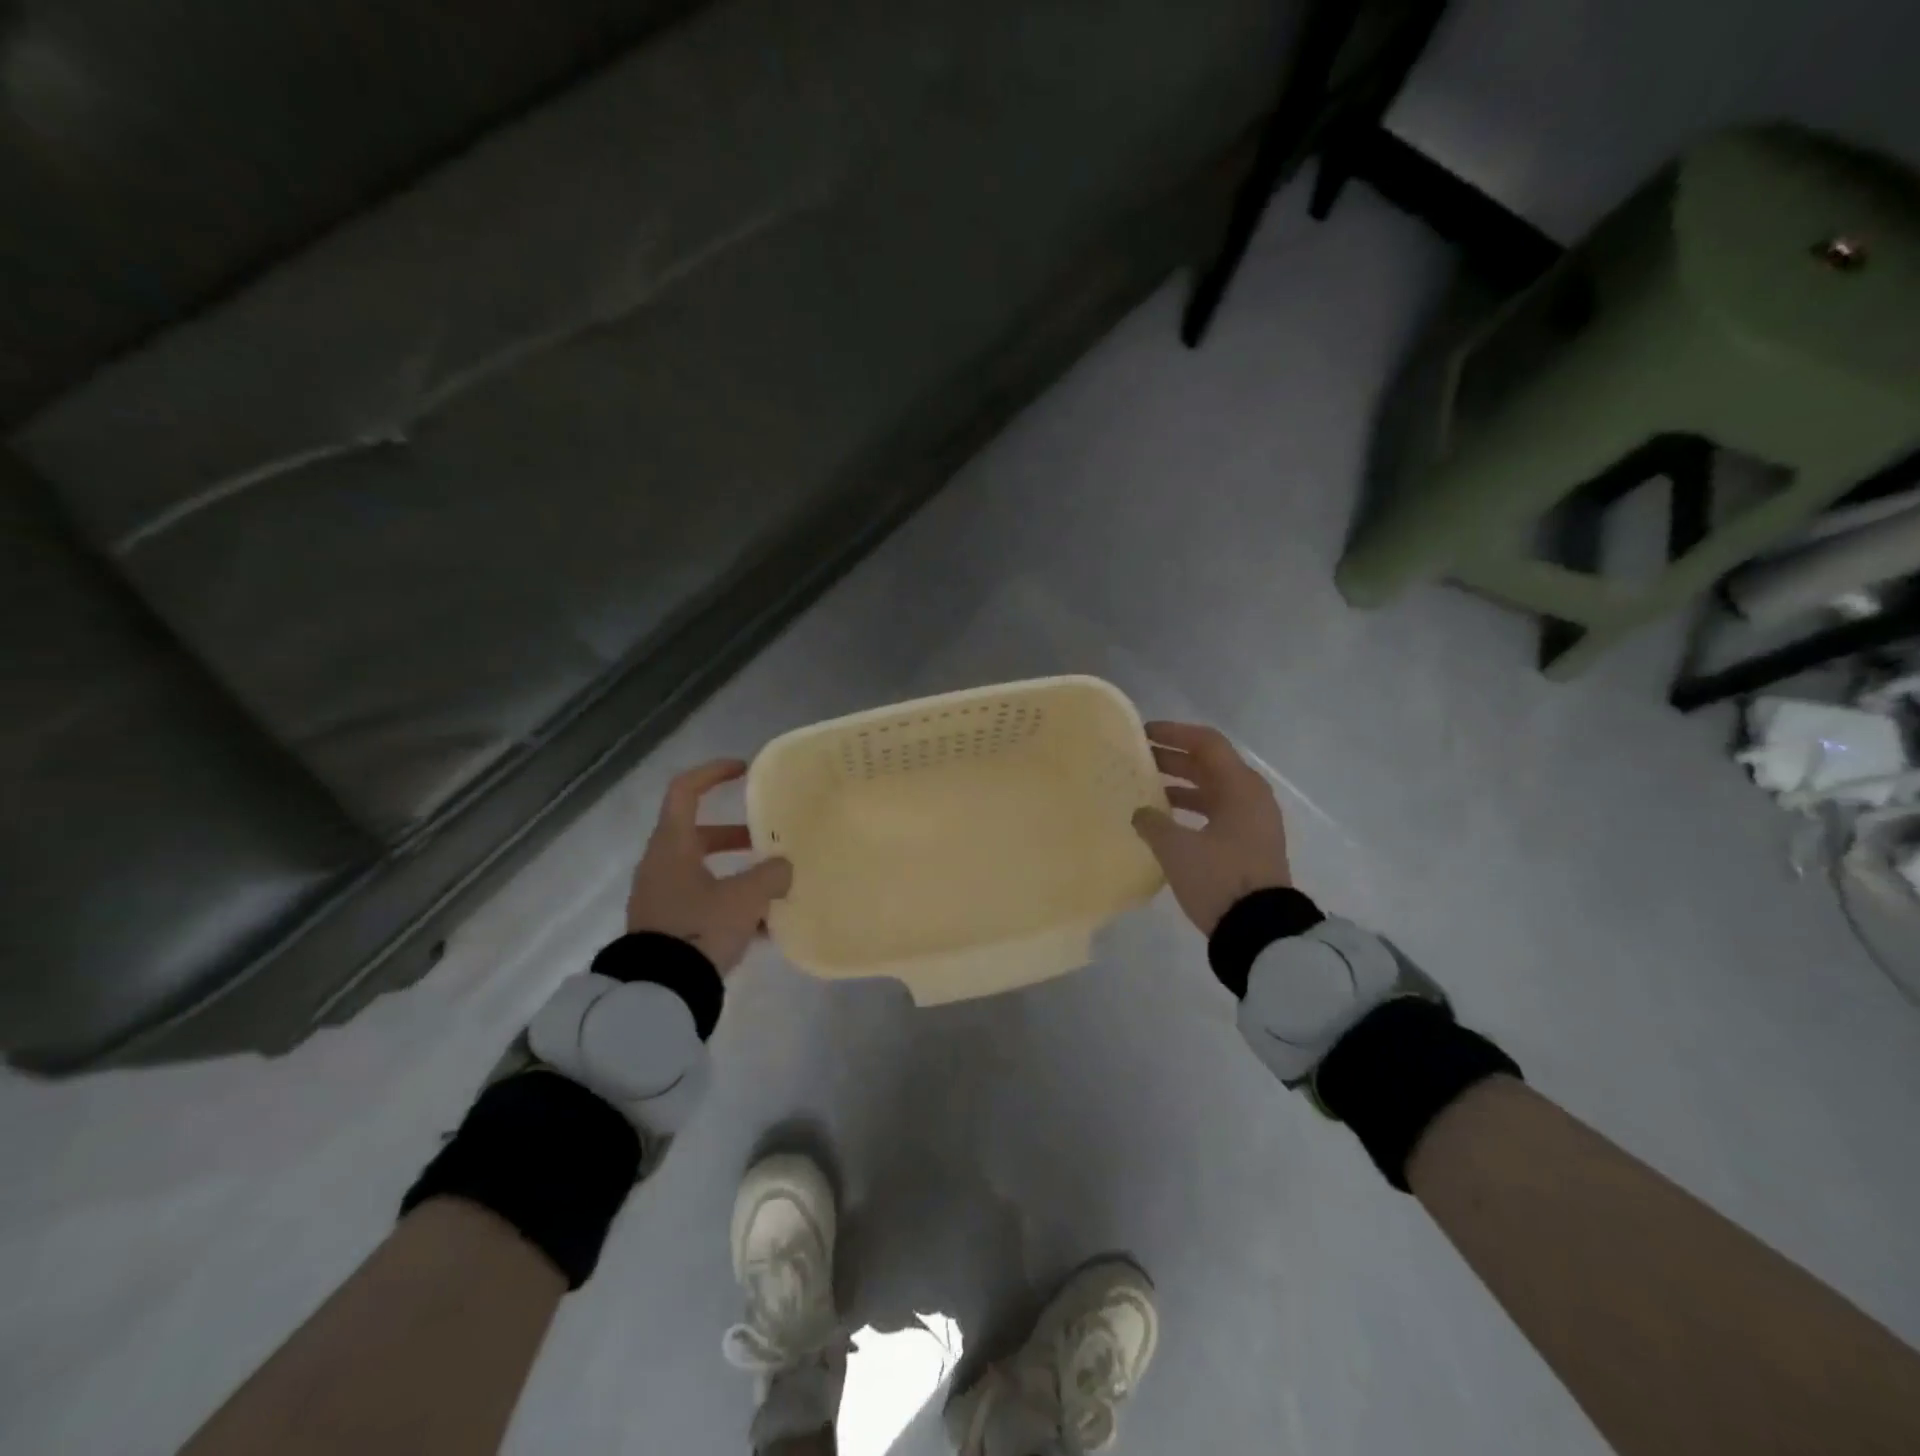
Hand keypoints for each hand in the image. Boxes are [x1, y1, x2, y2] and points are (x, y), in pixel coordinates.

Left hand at [626, 759, 791, 974]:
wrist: (661, 991)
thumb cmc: (700, 928)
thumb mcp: (745, 898)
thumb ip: (771, 875)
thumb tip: (783, 868)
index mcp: (672, 845)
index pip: (685, 790)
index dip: (713, 773)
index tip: (743, 770)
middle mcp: (661, 864)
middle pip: (699, 834)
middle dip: (737, 836)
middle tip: (768, 843)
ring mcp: (661, 897)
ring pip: (703, 871)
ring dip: (737, 874)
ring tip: (773, 890)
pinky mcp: (666, 926)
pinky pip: (702, 901)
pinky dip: (729, 904)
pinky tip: (762, 928)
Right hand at [1131, 721, 1291, 934]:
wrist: (1260, 931)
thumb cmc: (1219, 879)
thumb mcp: (1177, 849)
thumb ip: (1153, 823)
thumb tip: (1141, 812)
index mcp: (1240, 787)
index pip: (1206, 743)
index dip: (1174, 733)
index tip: (1143, 733)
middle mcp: (1251, 797)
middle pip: (1209, 764)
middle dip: (1172, 759)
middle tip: (1137, 759)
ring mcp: (1252, 822)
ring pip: (1212, 789)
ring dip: (1180, 785)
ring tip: (1144, 788)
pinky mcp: (1248, 845)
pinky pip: (1216, 812)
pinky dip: (1190, 809)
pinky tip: (1164, 821)